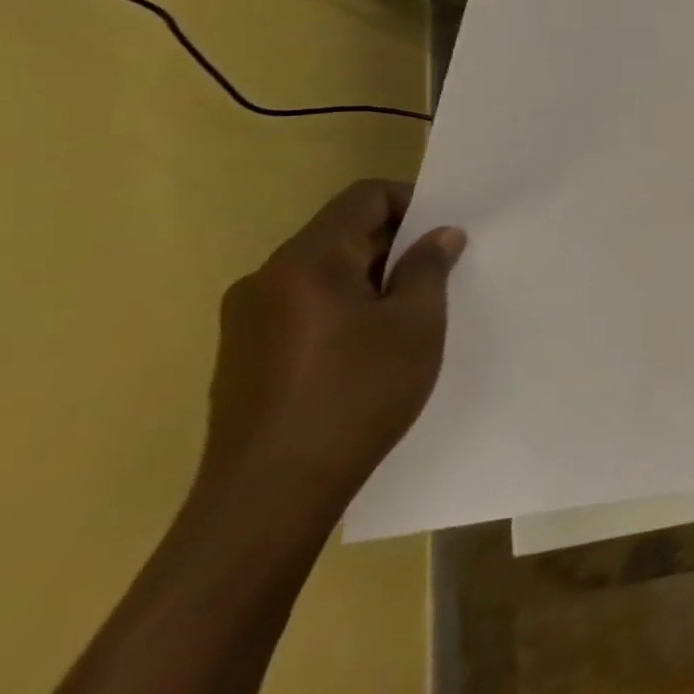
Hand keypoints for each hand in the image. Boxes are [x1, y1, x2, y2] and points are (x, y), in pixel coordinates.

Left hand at [196, 180, 464, 520]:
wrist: (270, 495)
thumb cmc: (356, 394)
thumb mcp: (415, 324)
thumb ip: (428, 268)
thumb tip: (439, 235)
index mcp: (306, 262)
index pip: (363, 197)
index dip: (412, 201)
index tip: (447, 232)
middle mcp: (267, 279)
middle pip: (342, 233)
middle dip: (397, 244)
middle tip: (443, 274)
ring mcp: (248, 320)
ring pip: (325, 273)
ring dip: (373, 279)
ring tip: (413, 315)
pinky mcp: (245, 355)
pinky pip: (306, 307)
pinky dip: (346, 308)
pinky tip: (372, 348)